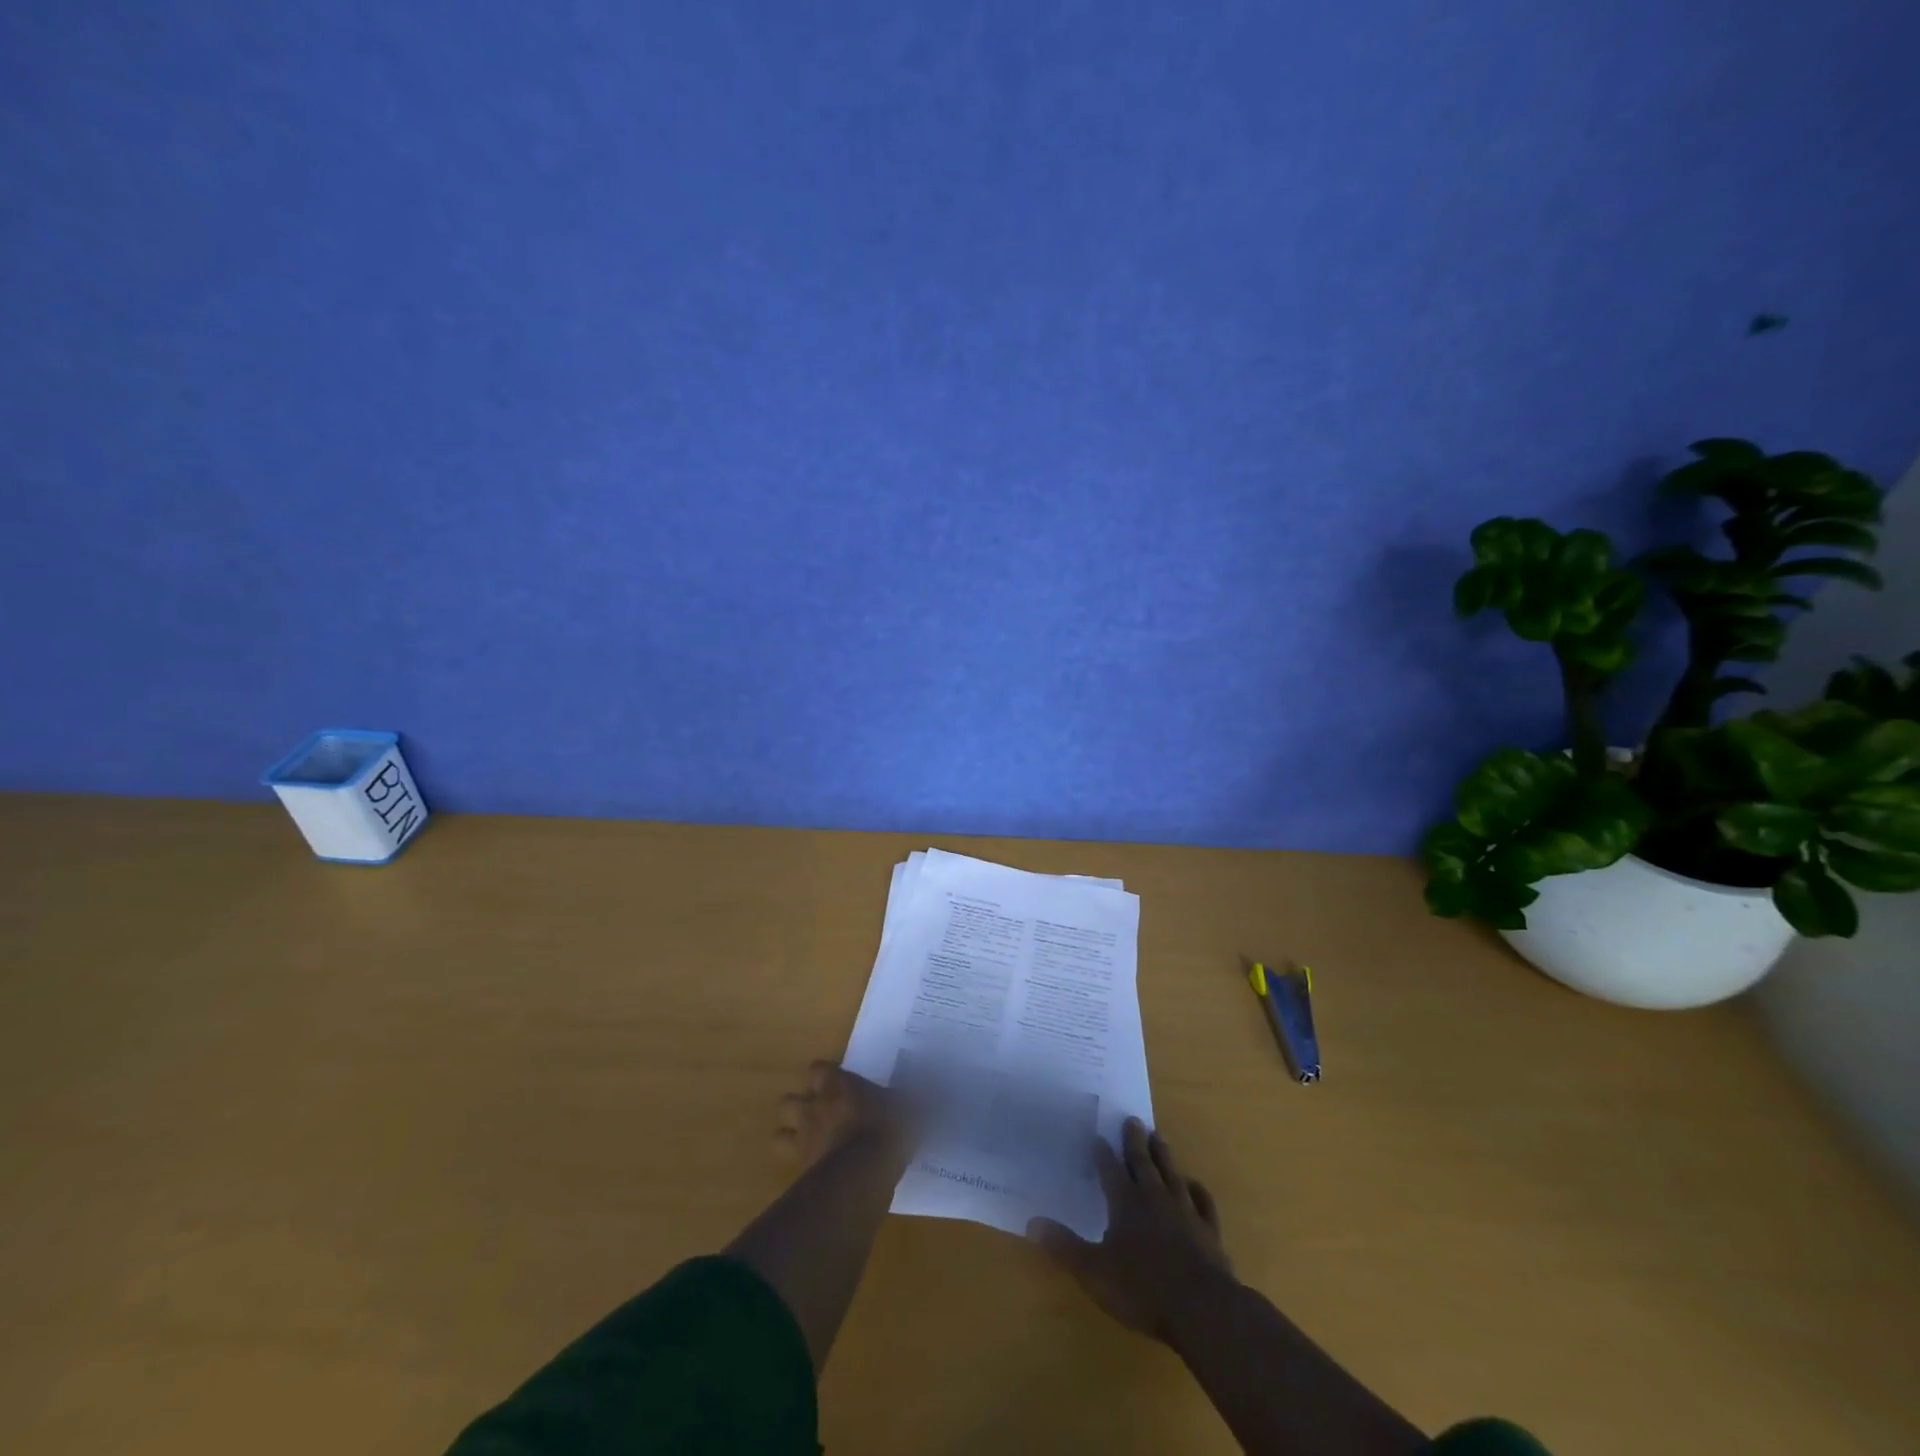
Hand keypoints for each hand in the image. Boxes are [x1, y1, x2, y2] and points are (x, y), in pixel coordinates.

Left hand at [773, 1060, 909, 1170]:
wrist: (862, 1175)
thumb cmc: (885, 1130)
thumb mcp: (909, 1109)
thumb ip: (914, 1098)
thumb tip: (934, 1087)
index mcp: (837, 1087)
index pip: (818, 1069)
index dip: (825, 1075)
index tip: (838, 1082)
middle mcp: (814, 1109)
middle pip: (788, 1101)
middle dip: (799, 1107)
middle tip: (819, 1115)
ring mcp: (803, 1141)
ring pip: (779, 1135)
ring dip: (791, 1137)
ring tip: (809, 1144)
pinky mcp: (800, 1173)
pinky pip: (789, 1169)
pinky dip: (799, 1170)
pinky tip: (815, 1175)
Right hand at [1029, 1117, 1233, 1343]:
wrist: (1203, 1309)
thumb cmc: (1143, 1289)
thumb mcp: (1094, 1272)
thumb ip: (1064, 1246)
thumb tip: (1031, 1222)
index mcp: (1126, 1203)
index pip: (1110, 1170)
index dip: (1102, 1153)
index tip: (1098, 1135)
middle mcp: (1155, 1198)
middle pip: (1143, 1162)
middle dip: (1135, 1141)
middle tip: (1133, 1119)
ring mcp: (1185, 1212)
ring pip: (1172, 1174)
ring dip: (1164, 1155)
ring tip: (1159, 1136)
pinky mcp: (1209, 1231)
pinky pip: (1202, 1202)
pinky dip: (1197, 1190)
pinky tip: (1194, 1184)